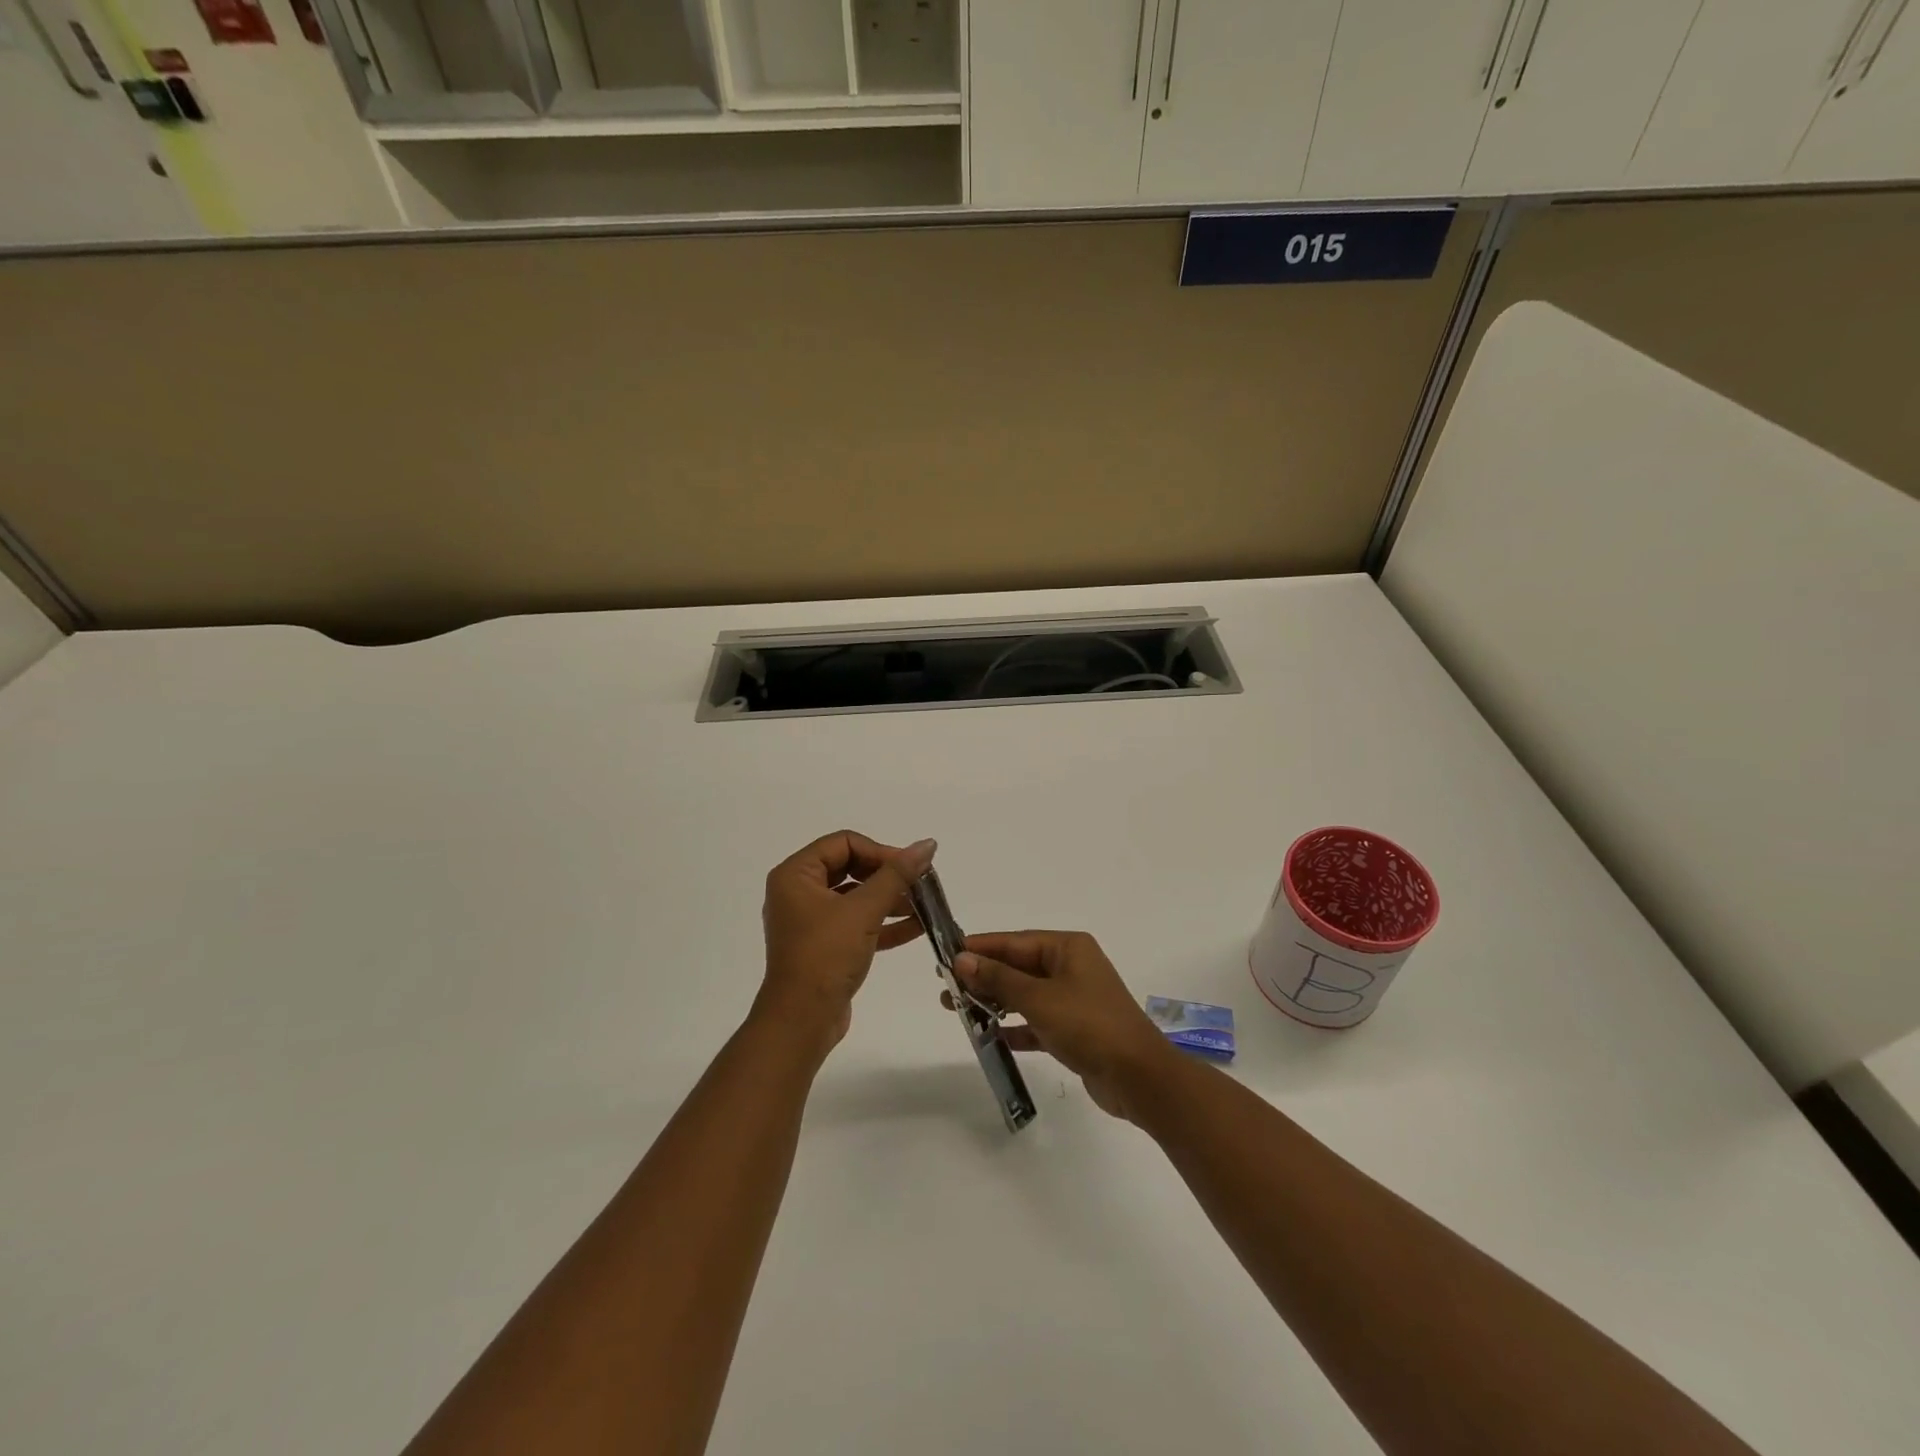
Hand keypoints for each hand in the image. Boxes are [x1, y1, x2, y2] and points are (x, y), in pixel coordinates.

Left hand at [759, 831, 935, 1050]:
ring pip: (856, 897)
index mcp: (796, 875)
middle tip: (920, 883)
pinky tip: (917, 926)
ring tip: (926, 905)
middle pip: (850, 867)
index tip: (910, 867)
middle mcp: (798, 892)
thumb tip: (927, 844)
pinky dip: (883, 923)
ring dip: (890, 899)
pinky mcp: (824, 946)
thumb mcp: (864, 911)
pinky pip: (856, 923)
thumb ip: (897, 875)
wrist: (801, 1021)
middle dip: (888, 875)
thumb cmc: (826, 956)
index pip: (844, 843)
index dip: (880, 851)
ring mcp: (810, 921)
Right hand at [952, 931, 1176, 1120]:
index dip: (980, 948)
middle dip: (983, 977)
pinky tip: (991, 1036)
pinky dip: (1016, 1027)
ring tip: (958, 1011)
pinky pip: (1037, 1021)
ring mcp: (1074, 999)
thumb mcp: (1038, 998)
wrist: (1138, 1077)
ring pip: (1025, 994)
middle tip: (946, 989)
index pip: (1014, 942)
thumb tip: (962, 959)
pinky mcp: (1075, 1030)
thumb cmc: (1088, 1025)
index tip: (946, 956)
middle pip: (1018, 967)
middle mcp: (1071, 967)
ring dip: (995, 1002)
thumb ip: (998, 978)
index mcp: (1067, 948)